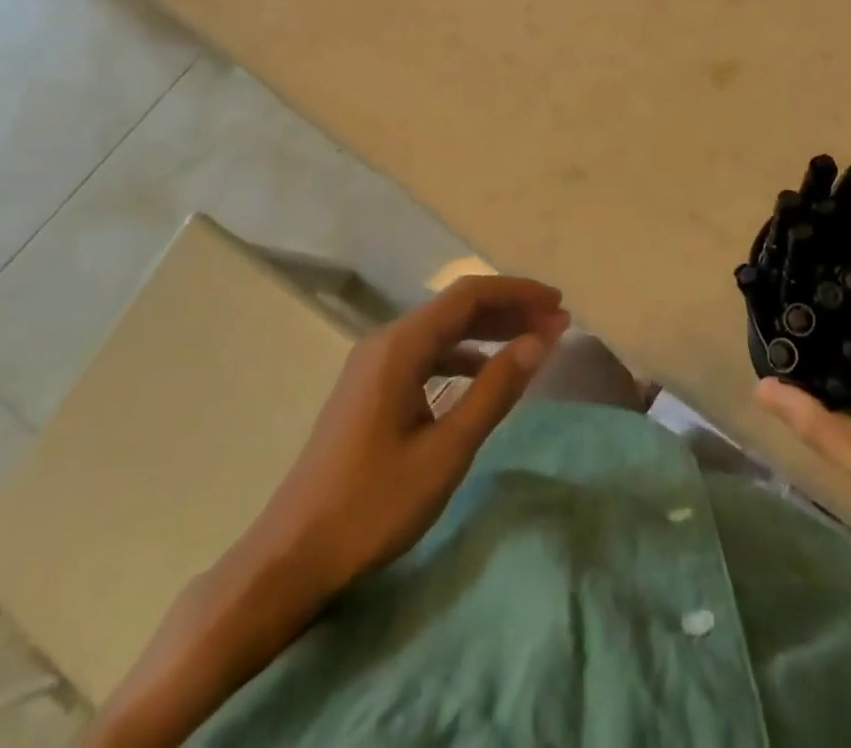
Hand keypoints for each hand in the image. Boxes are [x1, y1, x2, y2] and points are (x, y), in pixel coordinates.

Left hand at [243, 274, 570, 598]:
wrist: (291, 558)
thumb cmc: (372, 505)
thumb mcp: (446, 451)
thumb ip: (495, 391)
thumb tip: (540, 340)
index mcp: (400, 346)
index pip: (469, 295)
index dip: (518, 293)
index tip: (559, 305)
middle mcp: (386, 342)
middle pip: (456, 308)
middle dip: (509, 310)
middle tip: (556, 323)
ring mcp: (374, 365)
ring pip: (442, 331)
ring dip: (489, 332)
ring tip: (532, 343)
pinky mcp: (371, 390)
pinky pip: (427, 355)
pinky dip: (464, 356)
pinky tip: (485, 375)